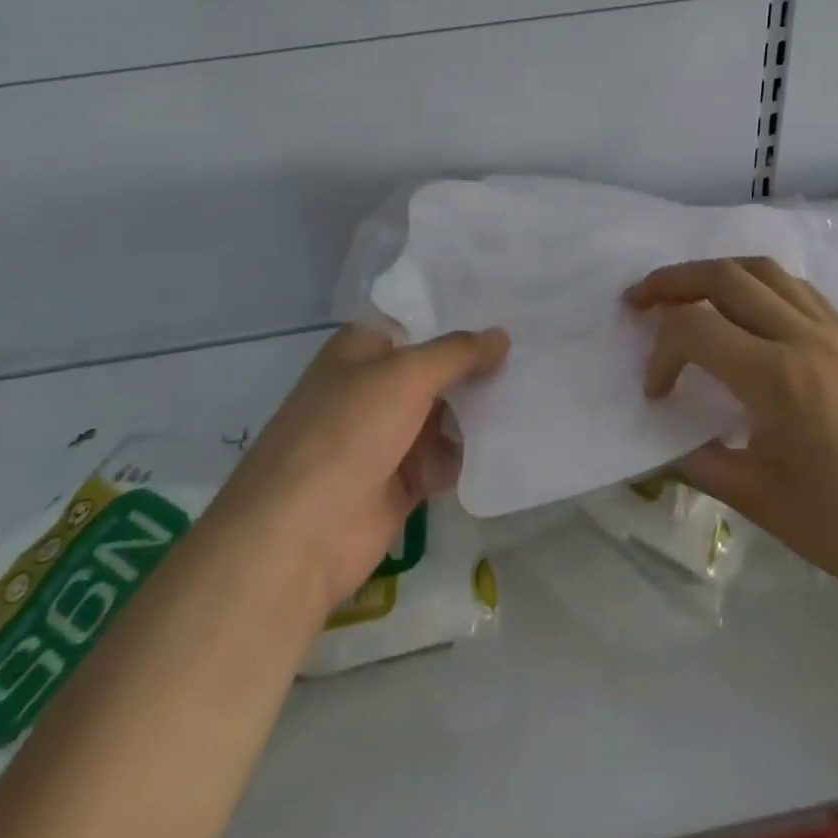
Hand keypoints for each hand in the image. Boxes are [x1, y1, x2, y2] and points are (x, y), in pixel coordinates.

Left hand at [211, 324, 508, 615]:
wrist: (299, 535)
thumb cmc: (347, 431)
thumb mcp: (405, 376)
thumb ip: (457, 353)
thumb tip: (502, 336)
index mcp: (363, 349)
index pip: (418, 319)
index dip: (460, 311)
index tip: (509, 302)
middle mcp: (376, 386)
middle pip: (438, 366)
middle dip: (480, 360)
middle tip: (536, 345)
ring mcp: (389, 435)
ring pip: (448, 411)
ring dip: (483, 405)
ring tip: (538, 385)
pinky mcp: (404, 480)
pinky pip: (449, 455)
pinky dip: (476, 448)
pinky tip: (518, 435)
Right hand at [627, 257, 837, 630]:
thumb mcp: (757, 499)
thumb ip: (698, 461)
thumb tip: (663, 442)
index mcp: (776, 377)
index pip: (694, 330)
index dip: (660, 354)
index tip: (656, 394)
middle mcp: (804, 336)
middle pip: (724, 276)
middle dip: (672, 281)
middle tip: (640, 298)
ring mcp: (835, 331)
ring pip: (763, 269)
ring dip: (716, 272)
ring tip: (688, 293)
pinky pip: (798, 288)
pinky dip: (759, 283)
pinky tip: (749, 310)